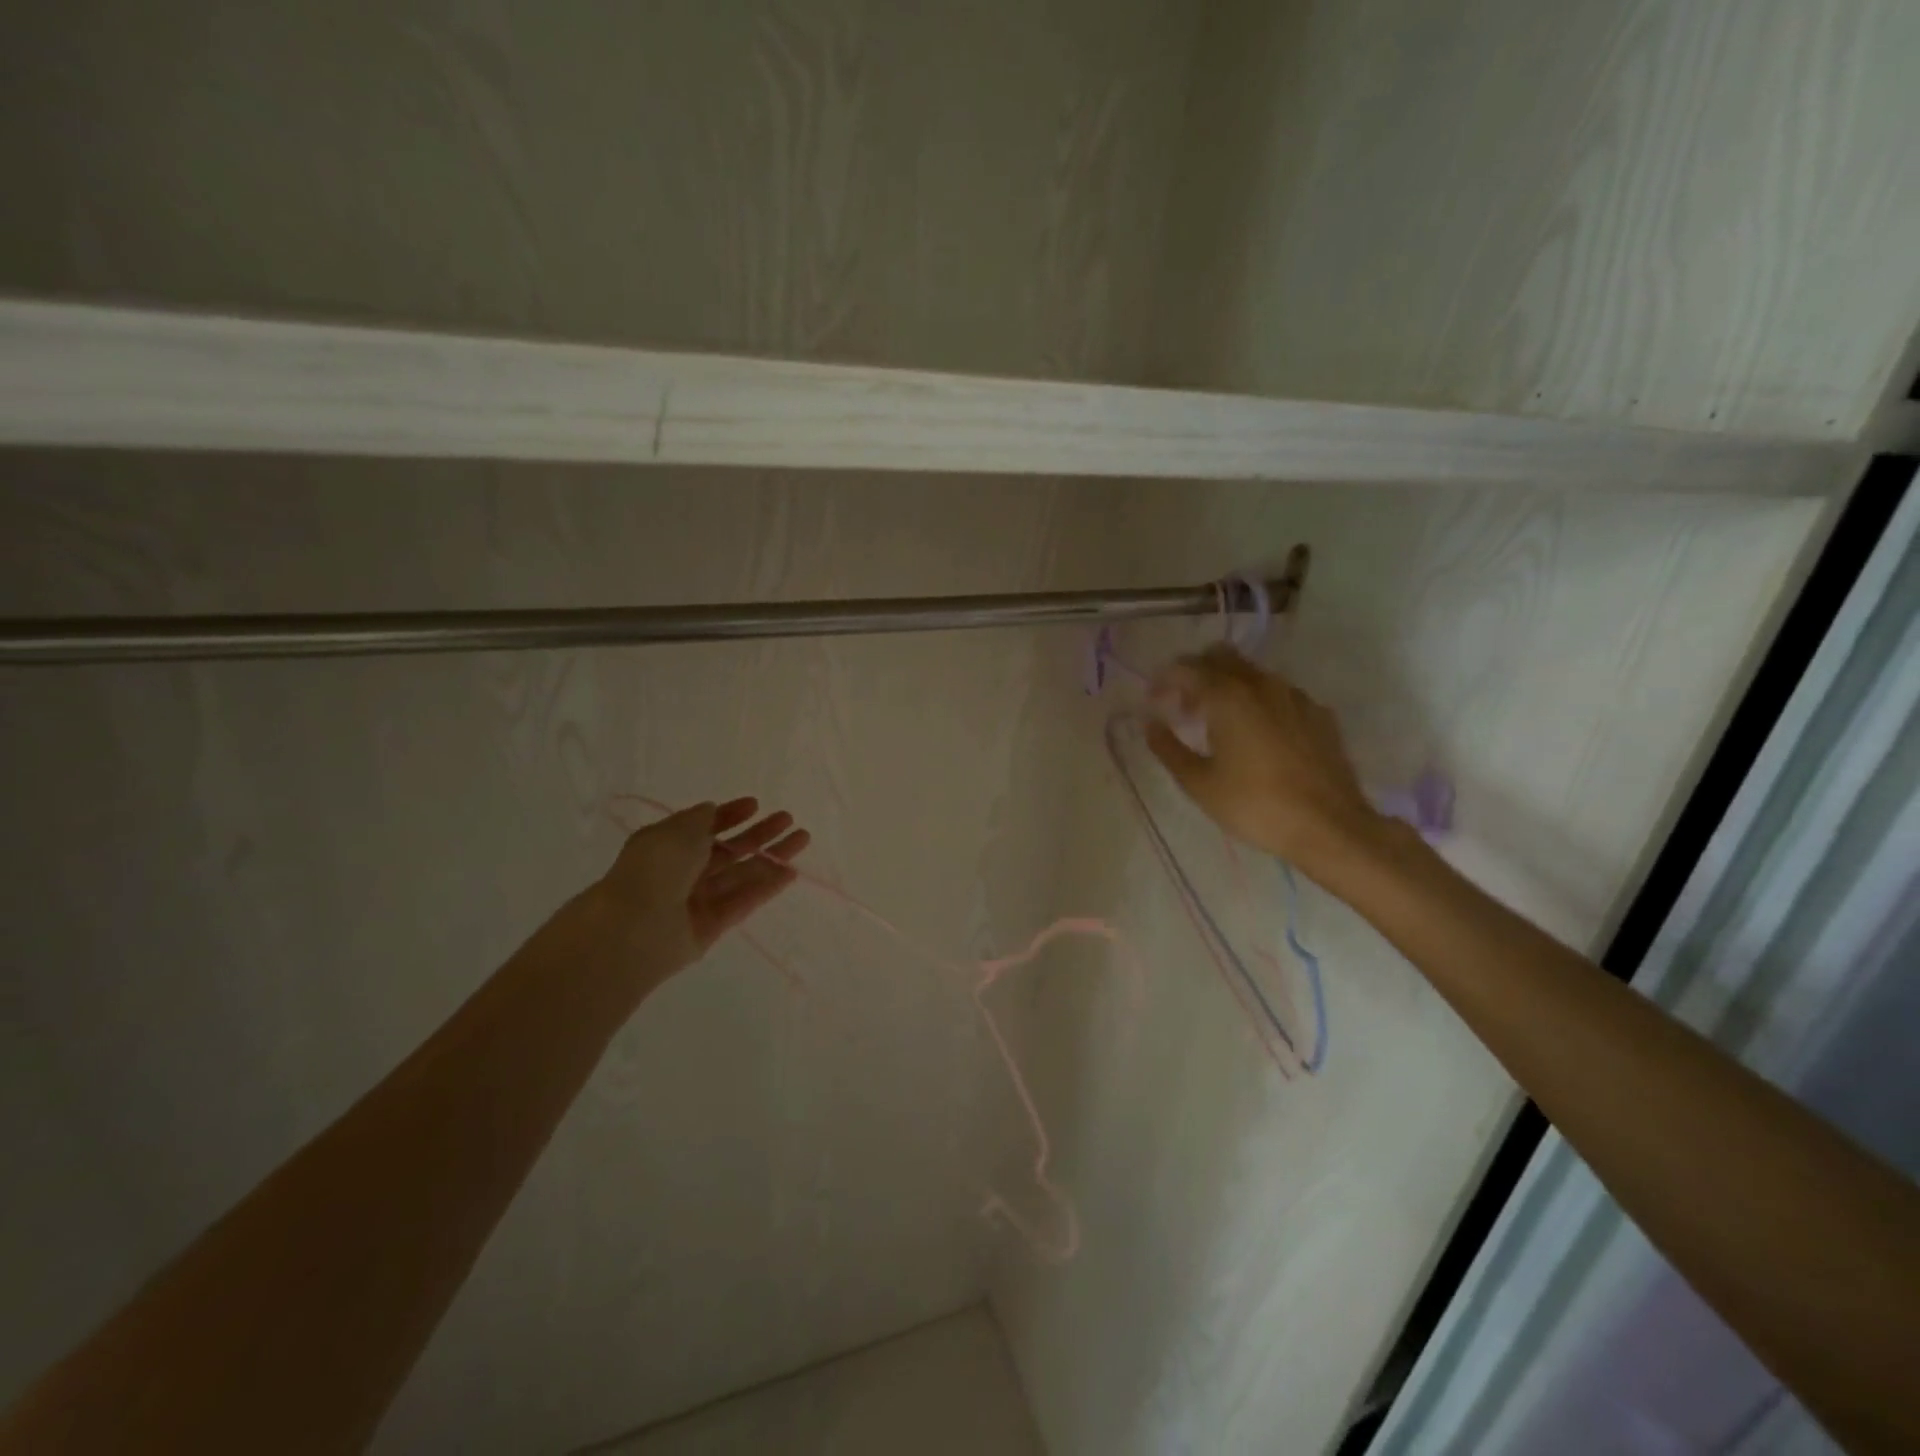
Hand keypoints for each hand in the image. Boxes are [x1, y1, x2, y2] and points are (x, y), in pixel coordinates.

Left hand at [586, 797, 809, 986]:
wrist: (634, 928)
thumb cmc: (654, 869)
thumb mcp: (677, 831)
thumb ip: (702, 820)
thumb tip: (712, 811)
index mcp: (667, 845)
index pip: (704, 827)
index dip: (729, 815)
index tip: (755, 804)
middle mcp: (683, 871)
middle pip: (728, 850)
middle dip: (758, 834)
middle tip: (788, 819)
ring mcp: (698, 900)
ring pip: (741, 874)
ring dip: (771, 857)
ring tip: (802, 839)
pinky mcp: (712, 926)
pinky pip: (743, 901)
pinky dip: (766, 886)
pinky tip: (791, 871)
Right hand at [1146, 646, 1382, 874]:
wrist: (1330, 826)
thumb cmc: (1254, 805)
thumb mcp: (1199, 783)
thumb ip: (1168, 748)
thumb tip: (1150, 723)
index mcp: (1227, 696)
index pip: (1186, 667)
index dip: (1164, 680)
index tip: (1154, 702)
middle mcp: (1261, 684)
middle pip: (1220, 656)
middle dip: (1196, 674)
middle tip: (1184, 708)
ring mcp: (1295, 696)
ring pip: (1251, 672)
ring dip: (1227, 686)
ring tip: (1218, 724)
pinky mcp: (1318, 713)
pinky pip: (1278, 693)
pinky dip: (1257, 701)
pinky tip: (1256, 736)